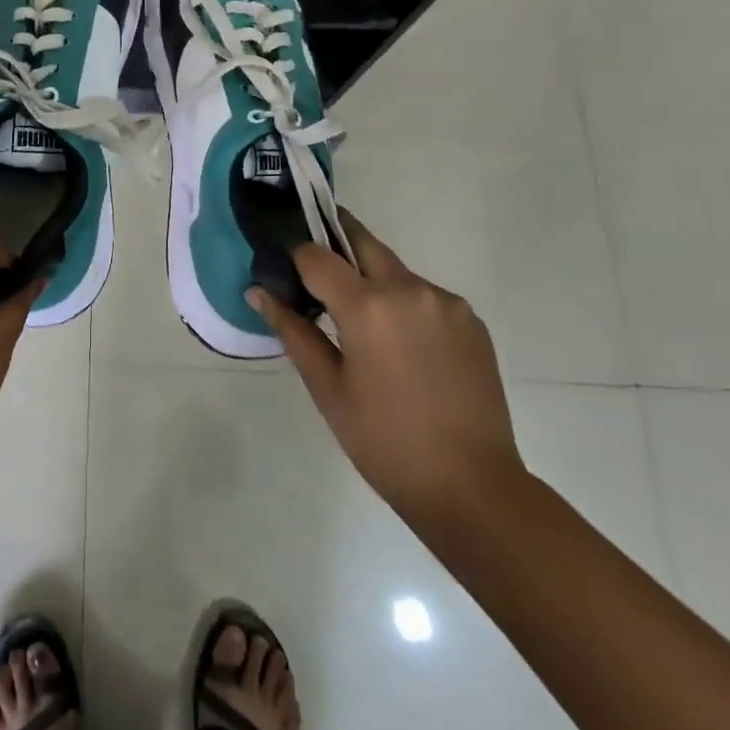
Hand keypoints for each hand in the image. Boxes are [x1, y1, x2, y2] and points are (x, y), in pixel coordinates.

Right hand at [248, 212, 525, 534]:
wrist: (472, 488)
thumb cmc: (384, 442)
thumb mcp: (327, 388)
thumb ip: (292, 331)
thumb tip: (258, 292)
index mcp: (367, 306)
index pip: (316, 255)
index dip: (295, 258)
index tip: (285, 274)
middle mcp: (409, 289)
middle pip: (361, 241)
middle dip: (334, 245)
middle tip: (316, 273)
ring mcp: (445, 302)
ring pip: (394, 268)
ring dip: (371, 279)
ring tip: (362, 324)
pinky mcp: (471, 320)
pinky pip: (424, 294)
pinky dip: (404, 303)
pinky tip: (401, 345)